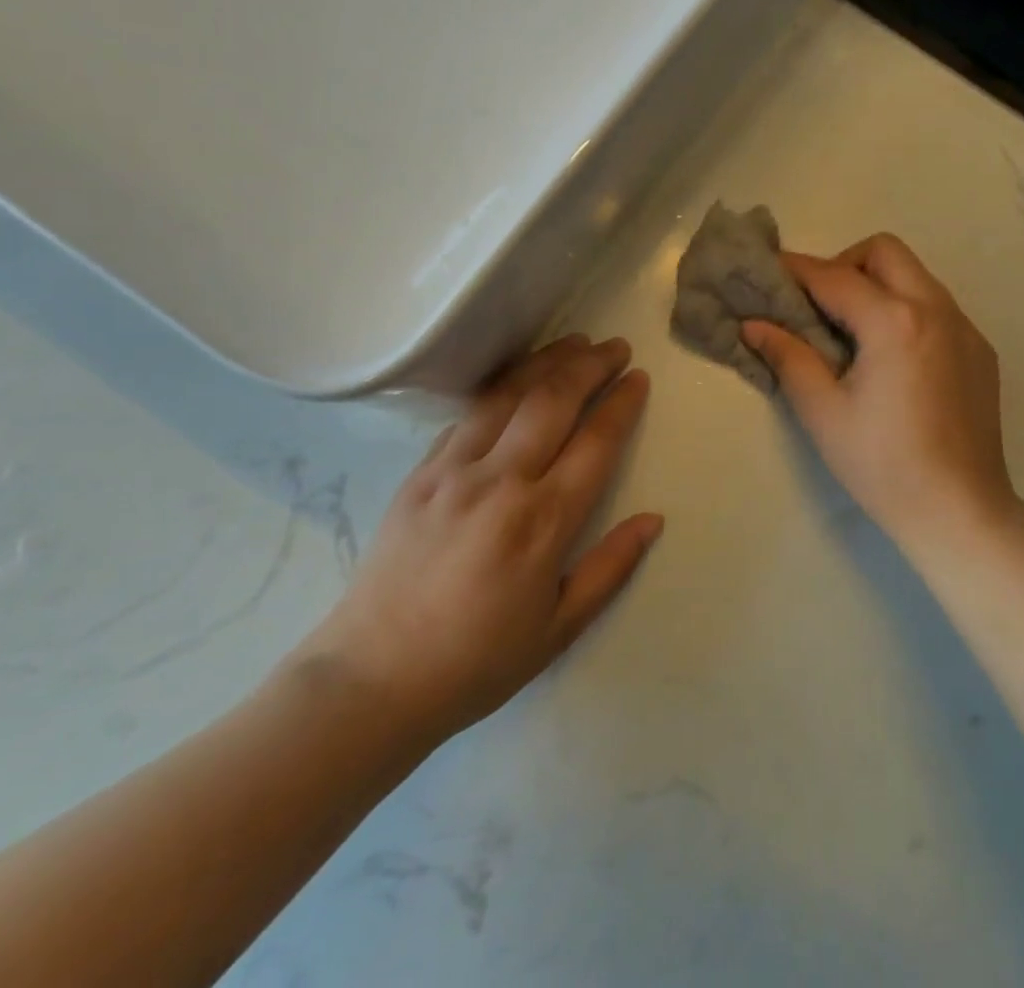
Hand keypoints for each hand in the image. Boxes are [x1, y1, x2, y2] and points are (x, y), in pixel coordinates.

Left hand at [296, 335, 660, 748]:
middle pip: (554, 401)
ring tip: (575, 343)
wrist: (369, 681)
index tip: (639, 378)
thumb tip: (653, 520)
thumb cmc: (476, 661)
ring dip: (546, 362)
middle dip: (591, 365)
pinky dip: (500, 387)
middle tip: (616, 347)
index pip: (596, 442)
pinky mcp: (420, 473)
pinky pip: (467, 415)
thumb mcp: (558, 628)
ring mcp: (454, 471)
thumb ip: (610, 568)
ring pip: (508, 395)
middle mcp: (501, 481)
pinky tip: (516, 379)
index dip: (622, 403)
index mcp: (542, 521)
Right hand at [743, 234, 1020, 556]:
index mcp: (894, 321)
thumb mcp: (823, 412)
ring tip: (853, 331)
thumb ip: (788, 356)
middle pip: (884, 252)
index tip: (768, 269)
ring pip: (915, 275)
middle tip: (820, 306)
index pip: (834, 276)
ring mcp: (965, 327)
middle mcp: (936, 309)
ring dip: (878, 285)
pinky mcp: (980, 350)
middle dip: (844, 264)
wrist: (961, 511)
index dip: (795, 269)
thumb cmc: (883, 465)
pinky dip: (906, 310)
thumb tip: (753, 324)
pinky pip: (937, 306)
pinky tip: (893, 358)